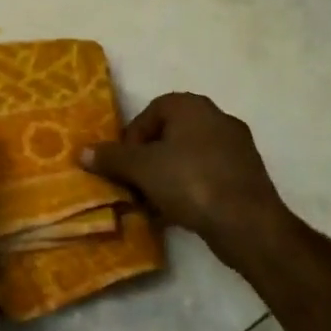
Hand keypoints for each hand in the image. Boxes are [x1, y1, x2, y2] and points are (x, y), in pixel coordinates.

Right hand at [83, 93, 286, 252]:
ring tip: (154, 203)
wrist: (248, 223)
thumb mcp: (141, 169)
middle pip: (169, 134)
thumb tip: (82, 152)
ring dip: (167, 175)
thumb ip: (111, 158)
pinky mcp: (246, 174)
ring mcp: (236, 146)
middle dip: (148, 159)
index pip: (152, 112)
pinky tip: (179, 212)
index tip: (125, 165)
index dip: (132, 137)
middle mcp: (217, 117)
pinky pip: (208, 174)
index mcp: (193, 106)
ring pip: (188, 156)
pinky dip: (190, 187)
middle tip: (136, 184)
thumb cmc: (190, 182)